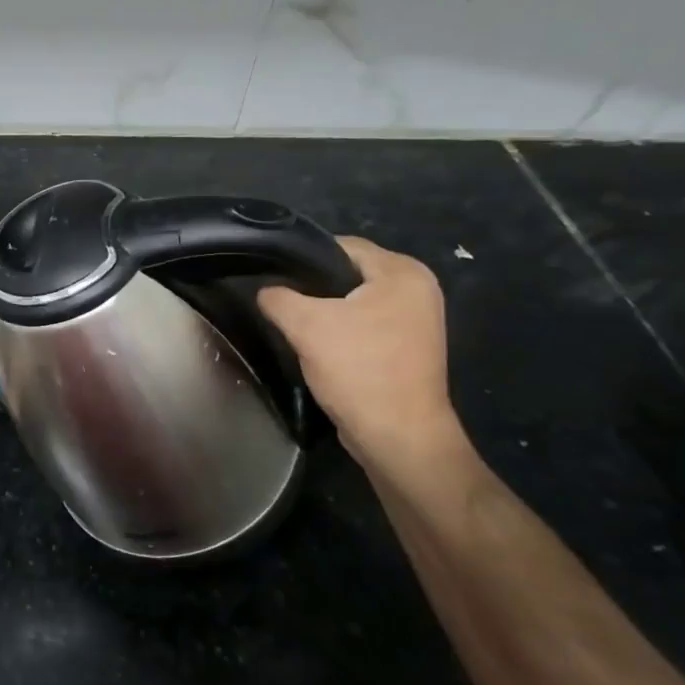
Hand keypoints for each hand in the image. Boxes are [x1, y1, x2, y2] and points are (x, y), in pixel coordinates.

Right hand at [258, 236, 466, 470]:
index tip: (274, 278)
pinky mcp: (410, 347)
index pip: (341, 246)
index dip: (303, 259)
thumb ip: (278, 297)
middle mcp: (418, 289)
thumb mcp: (306, 326)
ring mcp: (418, 320)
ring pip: (355, 301)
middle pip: (348, 273)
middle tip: (282, 304)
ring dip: (327, 312)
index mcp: (403, 272)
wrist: (399, 438)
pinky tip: (320, 346)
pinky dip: (343, 331)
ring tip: (296, 326)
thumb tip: (266, 290)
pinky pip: (366, 324)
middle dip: (314, 288)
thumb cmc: (359, 370)